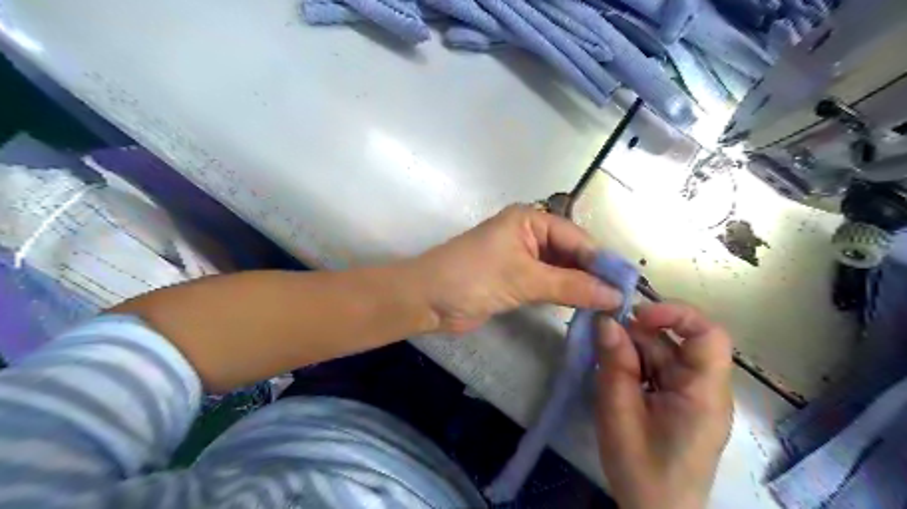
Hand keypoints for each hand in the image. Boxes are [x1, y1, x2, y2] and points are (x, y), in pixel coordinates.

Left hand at [414, 205, 620, 335]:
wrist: (427, 300)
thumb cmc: (473, 277)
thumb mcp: (524, 279)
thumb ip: (571, 287)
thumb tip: (615, 295)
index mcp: (530, 220)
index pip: (577, 238)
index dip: (602, 261)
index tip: (628, 286)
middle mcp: (529, 234)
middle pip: (571, 253)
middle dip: (593, 275)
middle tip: (622, 300)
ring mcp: (522, 258)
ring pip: (561, 270)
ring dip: (580, 287)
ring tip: (610, 306)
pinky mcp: (515, 280)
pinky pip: (548, 284)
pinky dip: (564, 295)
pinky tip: (583, 307)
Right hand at [596, 302, 734, 508]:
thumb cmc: (640, 469)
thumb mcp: (618, 413)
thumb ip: (614, 363)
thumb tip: (606, 320)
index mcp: (703, 393)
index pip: (708, 335)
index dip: (675, 314)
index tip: (635, 315)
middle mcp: (705, 389)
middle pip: (677, 342)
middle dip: (639, 335)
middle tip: (604, 342)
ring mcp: (692, 396)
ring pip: (664, 354)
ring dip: (633, 351)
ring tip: (606, 364)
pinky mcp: (679, 402)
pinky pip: (658, 370)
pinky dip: (635, 366)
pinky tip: (616, 378)